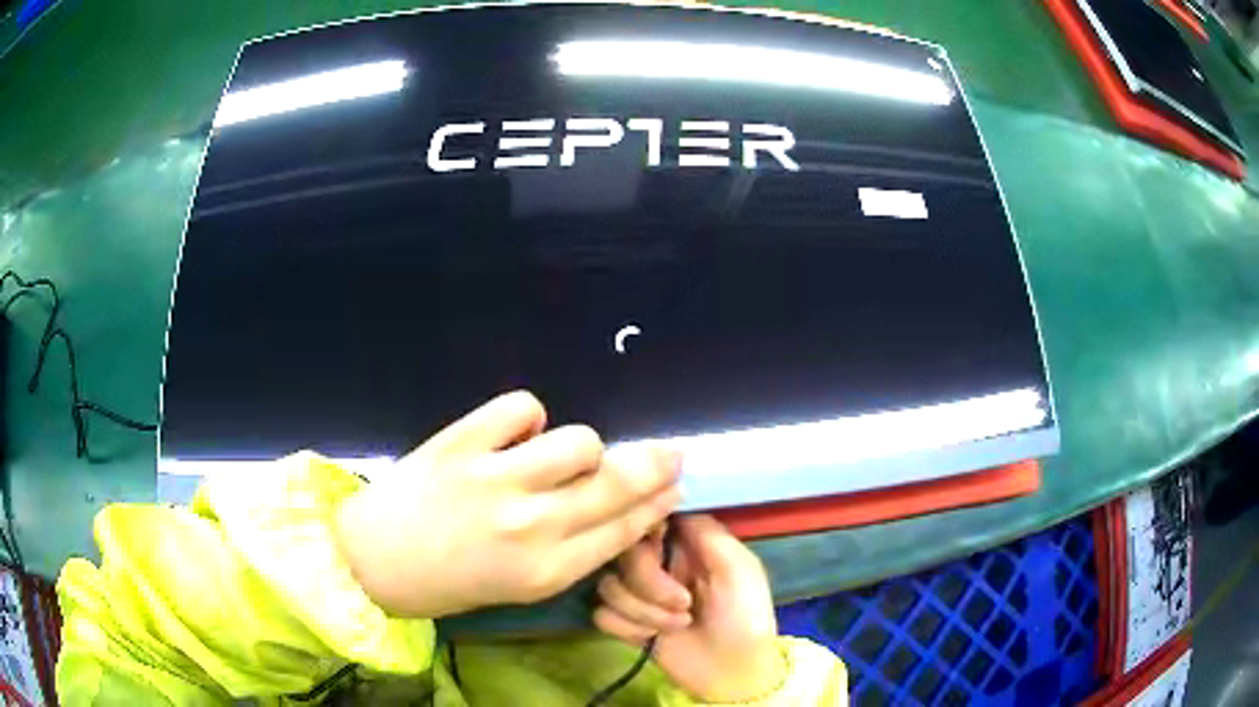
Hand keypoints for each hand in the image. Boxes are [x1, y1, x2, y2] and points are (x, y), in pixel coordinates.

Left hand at [333, 391, 681, 617]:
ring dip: (577, 448)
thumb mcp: (521, 585)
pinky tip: (514, 435)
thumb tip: (616, 508)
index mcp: (547, 571)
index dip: (655, 503)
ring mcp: (495, 480)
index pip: (624, 528)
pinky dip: (525, 418)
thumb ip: (572, 549)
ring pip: (578, 440)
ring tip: (554, 456)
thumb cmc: (450, 582)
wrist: (374, 562)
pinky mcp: (461, 444)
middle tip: (670, 452)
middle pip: (617, 483)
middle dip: (656, 465)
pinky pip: (522, 407)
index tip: (672, 487)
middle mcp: (531, 526)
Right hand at [594, 515, 785, 702]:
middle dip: (650, 583)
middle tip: (684, 604)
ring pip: (608, 585)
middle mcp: (658, 563)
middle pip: (624, 553)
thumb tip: (669, 501)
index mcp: (686, 543)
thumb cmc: (744, 617)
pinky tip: (651, 638)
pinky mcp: (624, 623)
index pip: (647, 518)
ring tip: (678, 624)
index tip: (659, 548)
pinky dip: (626, 627)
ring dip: (644, 610)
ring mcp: (638, 594)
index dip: (646, 531)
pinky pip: (601, 614)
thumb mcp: (739, 569)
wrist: (731, 672)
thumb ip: (707, 533)